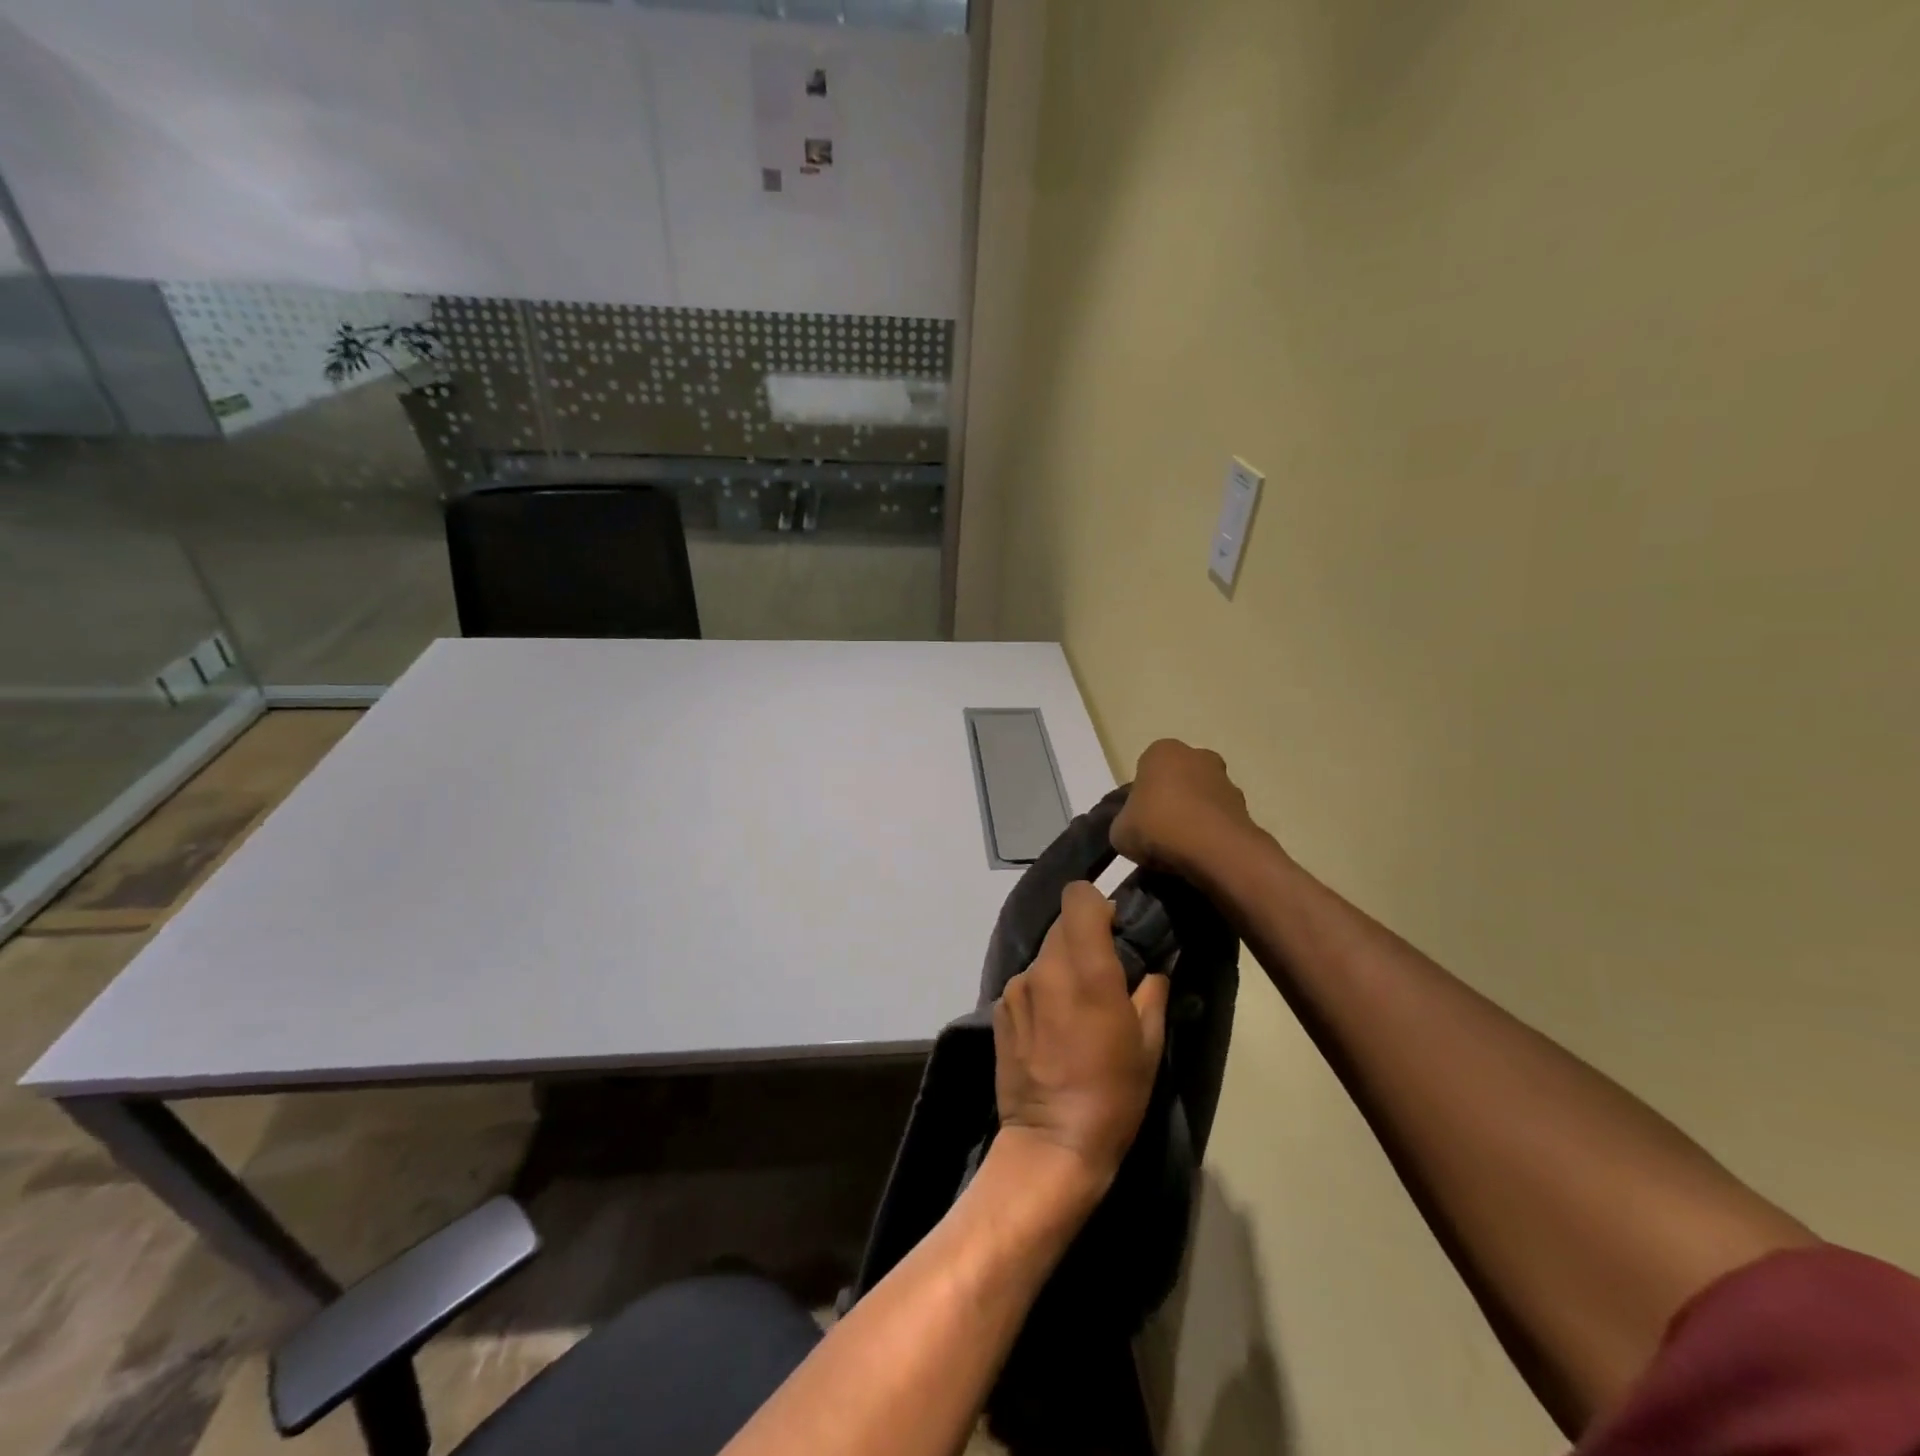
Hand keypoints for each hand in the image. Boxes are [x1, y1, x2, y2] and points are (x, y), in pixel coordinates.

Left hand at [993, 883, 1169, 1194]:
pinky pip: (1027, 981)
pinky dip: (1042, 990)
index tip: (1114, 929)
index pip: (1079, 898)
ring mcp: (1016, 987)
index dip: (1097, 905)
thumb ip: (1152, 992)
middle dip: (1084, 938)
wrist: (1051, 1143)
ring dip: (1062, 965)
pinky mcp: (999, 1008)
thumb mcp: (1149, 1045)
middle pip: (1062, 925)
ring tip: (1077, 1007)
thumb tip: (1154, 966)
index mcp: (1087, 970)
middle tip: (1104, 972)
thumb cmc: (1113, 1095)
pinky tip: (1052, 1027)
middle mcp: (1046, 968)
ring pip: (1044, 954)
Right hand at [1111, 739, 1259, 881]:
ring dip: (1193, 818)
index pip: (1145, 770)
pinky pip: (1218, 820)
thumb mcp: (1119, 831)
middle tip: (1157, 833)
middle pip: (1177, 780)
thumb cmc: (1158, 827)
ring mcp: (1226, 780)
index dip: (1140, 797)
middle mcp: (1197, 756)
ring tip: (1180, 851)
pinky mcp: (1245, 807)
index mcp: (1162, 752)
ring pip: (1201, 799)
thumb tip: (1133, 829)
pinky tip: (1199, 856)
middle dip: (1170, 801)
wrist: (1214, 850)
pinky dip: (1210, 834)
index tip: (1137, 820)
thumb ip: (1124, 824)